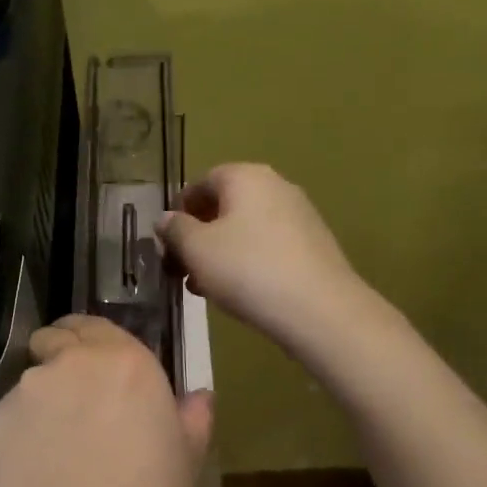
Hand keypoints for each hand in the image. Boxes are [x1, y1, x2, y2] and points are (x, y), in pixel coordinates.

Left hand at [0, 315, 213, 486]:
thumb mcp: (186, 463)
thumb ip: (190, 419)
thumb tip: (198, 398)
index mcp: (125, 362)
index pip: (95, 325)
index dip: (90, 342)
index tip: (94, 366)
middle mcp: (71, 363)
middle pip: (55, 342)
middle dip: (60, 361)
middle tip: (74, 407)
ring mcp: (26, 391)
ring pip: (30, 385)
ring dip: (41, 405)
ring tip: (52, 455)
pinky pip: (8, 423)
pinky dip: (17, 439)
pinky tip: (31, 479)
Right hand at [157, 162, 368, 357]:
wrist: (320, 310)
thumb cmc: (248, 270)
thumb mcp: (196, 249)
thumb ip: (175, 229)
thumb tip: (166, 218)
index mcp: (245, 176)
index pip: (201, 182)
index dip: (179, 211)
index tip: (167, 242)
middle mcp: (275, 186)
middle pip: (225, 206)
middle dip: (199, 236)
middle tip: (182, 268)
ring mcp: (299, 214)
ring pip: (246, 229)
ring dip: (220, 253)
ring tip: (205, 288)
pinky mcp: (314, 244)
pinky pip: (269, 246)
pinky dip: (248, 262)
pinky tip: (239, 292)